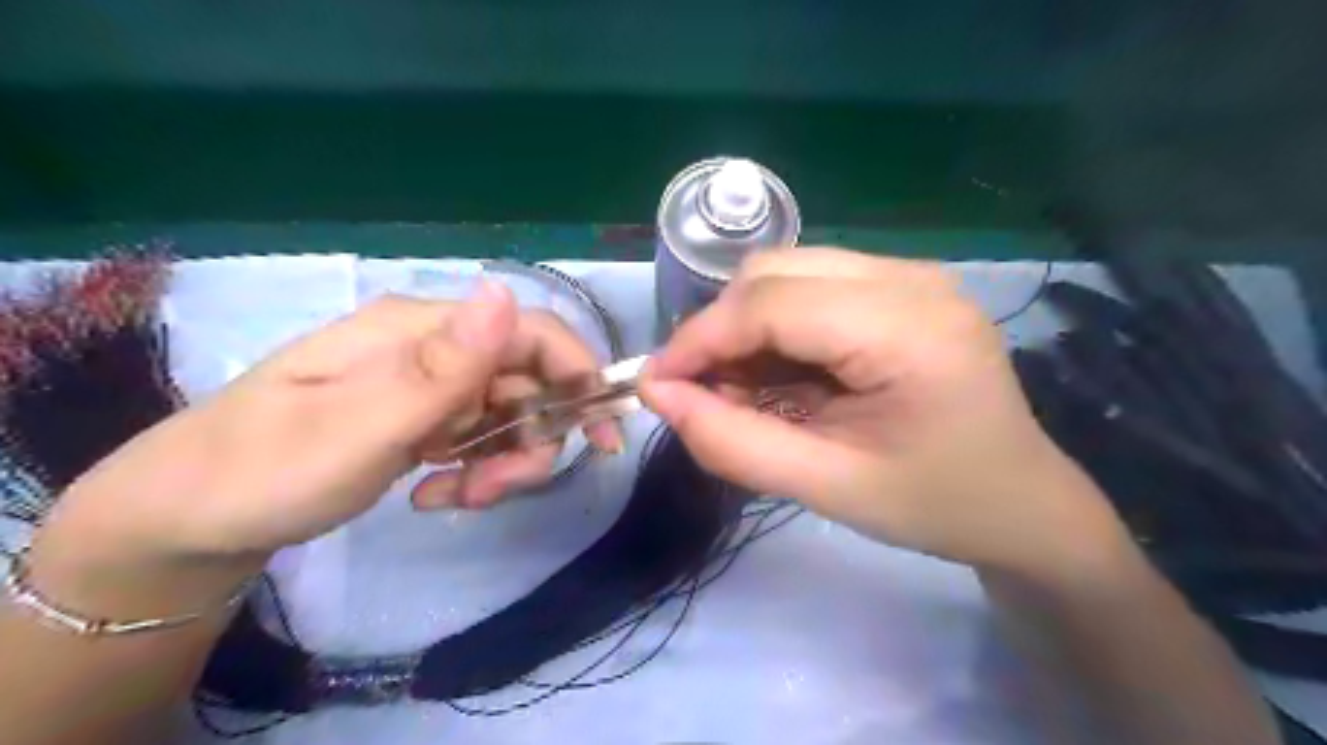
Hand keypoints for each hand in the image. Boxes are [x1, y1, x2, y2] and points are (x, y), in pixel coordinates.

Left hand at [32, 282, 624, 574]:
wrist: (190, 519)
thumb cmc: (268, 469)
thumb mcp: (360, 427)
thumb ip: (442, 367)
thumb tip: (506, 293)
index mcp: (420, 330)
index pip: (530, 331)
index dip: (578, 374)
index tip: (601, 433)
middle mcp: (433, 347)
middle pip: (526, 378)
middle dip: (532, 437)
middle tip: (496, 491)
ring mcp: (427, 384)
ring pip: (508, 413)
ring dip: (502, 461)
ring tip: (456, 499)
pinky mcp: (421, 417)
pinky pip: (478, 438)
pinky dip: (474, 470)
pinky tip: (436, 495)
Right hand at [644, 248, 1129, 577]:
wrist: (1022, 504)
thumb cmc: (935, 505)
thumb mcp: (826, 488)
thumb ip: (732, 443)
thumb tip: (657, 394)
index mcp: (907, 328)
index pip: (771, 304)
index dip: (700, 340)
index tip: (657, 385)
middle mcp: (911, 278)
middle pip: (774, 272)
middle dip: (721, 330)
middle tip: (702, 393)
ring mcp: (910, 276)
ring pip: (787, 273)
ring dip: (746, 328)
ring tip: (741, 390)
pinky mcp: (902, 288)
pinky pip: (812, 288)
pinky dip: (776, 328)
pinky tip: (780, 376)